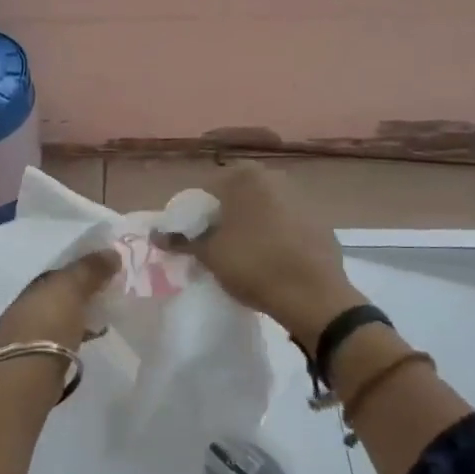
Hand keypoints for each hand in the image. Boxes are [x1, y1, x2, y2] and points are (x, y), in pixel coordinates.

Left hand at [0, 248, 120, 354]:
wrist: (23, 375)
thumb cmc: (48, 324)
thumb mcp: (70, 288)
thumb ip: (89, 270)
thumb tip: (112, 252)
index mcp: (33, 287)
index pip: (59, 274)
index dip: (82, 271)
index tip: (106, 273)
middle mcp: (24, 308)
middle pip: (56, 297)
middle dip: (77, 296)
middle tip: (105, 297)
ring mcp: (24, 337)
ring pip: (55, 320)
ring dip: (74, 318)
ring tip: (100, 322)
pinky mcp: (30, 363)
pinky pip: (57, 342)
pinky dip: (70, 339)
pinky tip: (84, 344)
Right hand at [157, 161, 359, 344]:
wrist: (314, 296)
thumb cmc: (253, 265)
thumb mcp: (209, 254)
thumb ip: (181, 240)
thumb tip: (155, 234)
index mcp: (245, 177)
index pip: (207, 189)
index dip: (194, 213)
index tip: (190, 237)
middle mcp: (274, 177)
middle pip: (237, 195)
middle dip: (223, 215)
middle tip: (213, 244)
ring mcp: (302, 198)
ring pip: (263, 208)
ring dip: (249, 224)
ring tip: (241, 253)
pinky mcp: (320, 221)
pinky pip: (286, 223)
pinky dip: (274, 234)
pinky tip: (270, 259)